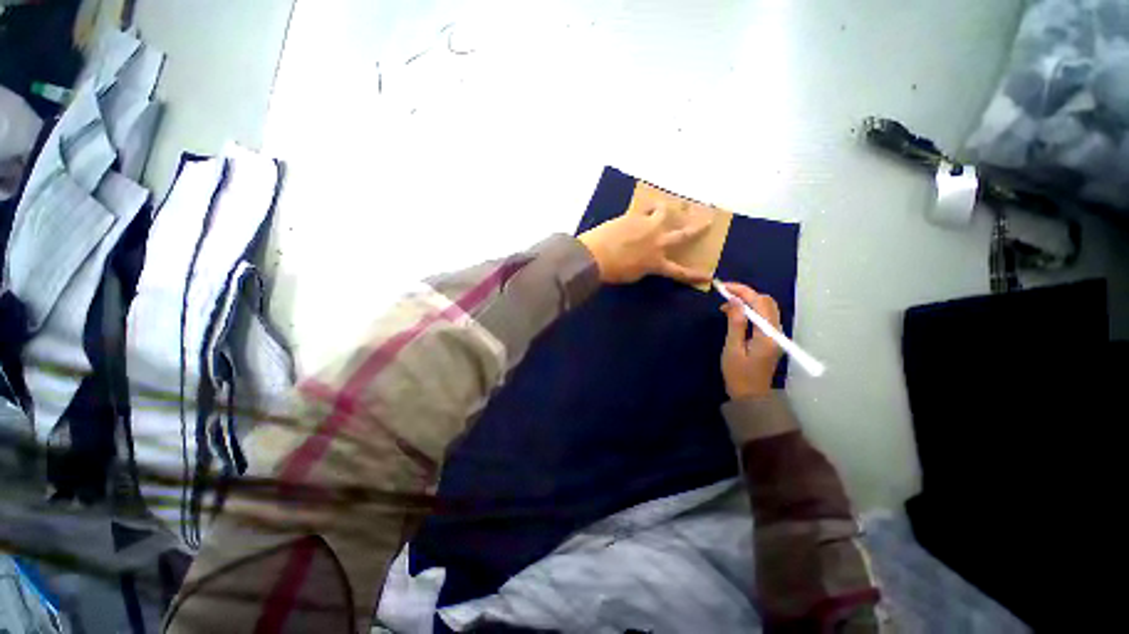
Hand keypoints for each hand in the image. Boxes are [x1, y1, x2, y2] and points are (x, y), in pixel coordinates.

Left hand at [577, 204, 710, 284]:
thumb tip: (647, 258)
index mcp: (657, 263)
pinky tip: (644, 206)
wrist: (595, 255)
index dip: (695, 275)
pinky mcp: (634, 216)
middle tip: (708, 221)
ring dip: (668, 208)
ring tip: (668, 205)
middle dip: (698, 228)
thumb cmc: (613, 272)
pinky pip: (643, 209)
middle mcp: (658, 242)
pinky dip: (646, 208)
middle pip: (683, 234)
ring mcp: (647, 226)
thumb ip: (645, 266)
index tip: (709, 275)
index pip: (680, 272)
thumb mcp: (634, 275)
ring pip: (664, 212)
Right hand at [720, 283, 782, 399]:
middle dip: (745, 294)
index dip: (742, 291)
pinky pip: (763, 317)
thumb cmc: (738, 374)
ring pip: (766, 308)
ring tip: (726, 304)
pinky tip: (735, 314)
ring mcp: (775, 335)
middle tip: (724, 295)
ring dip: (748, 301)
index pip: (759, 302)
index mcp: (768, 334)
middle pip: (766, 302)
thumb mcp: (733, 349)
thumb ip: (735, 323)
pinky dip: (750, 310)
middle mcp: (776, 331)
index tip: (723, 287)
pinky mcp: (771, 339)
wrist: (751, 396)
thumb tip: (734, 301)